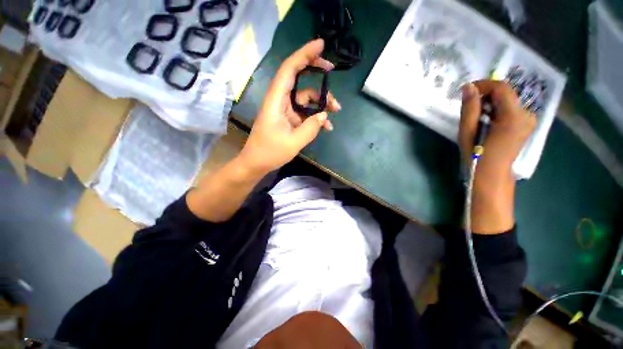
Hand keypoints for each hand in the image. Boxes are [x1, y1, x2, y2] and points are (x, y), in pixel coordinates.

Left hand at [239, 39, 340, 174]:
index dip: (304, 54)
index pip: (289, 69)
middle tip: (332, 71)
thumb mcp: (293, 142)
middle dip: (316, 73)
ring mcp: (285, 110)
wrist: (257, 163)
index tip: (321, 45)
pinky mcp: (289, 119)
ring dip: (321, 102)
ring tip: (335, 112)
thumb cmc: (270, 152)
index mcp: (276, 100)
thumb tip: (324, 115)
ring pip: (305, 98)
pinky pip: (305, 112)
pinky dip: (316, 117)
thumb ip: (311, 128)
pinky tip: (326, 126)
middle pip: (299, 79)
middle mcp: (280, 100)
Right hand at [459, 80, 535, 233]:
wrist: (492, 175)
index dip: (483, 85)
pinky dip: (496, 110)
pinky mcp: (525, 125)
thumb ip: (470, 108)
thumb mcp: (468, 132)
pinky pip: (510, 109)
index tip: (466, 91)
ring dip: (490, 103)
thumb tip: (468, 87)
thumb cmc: (476, 155)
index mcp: (513, 117)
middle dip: (486, 95)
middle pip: (506, 93)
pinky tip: (486, 121)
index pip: (501, 88)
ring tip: (476, 116)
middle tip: (469, 106)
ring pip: (507, 101)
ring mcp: (528, 120)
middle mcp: (526, 115)